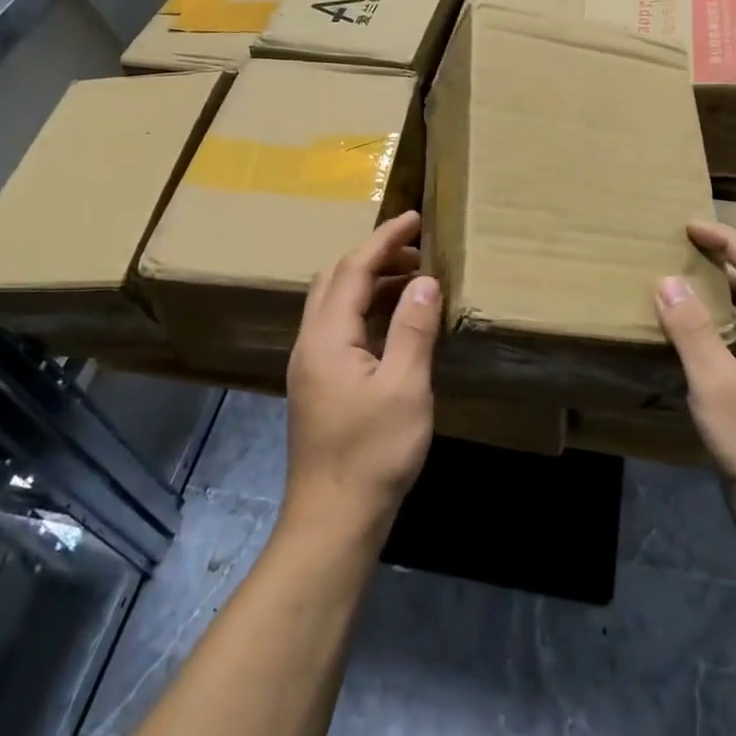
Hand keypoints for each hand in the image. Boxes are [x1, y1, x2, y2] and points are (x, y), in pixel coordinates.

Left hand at [284, 210, 440, 540]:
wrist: (334, 518)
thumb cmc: (373, 452)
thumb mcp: (405, 388)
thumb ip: (414, 328)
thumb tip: (425, 279)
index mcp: (326, 337)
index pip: (354, 268)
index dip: (384, 238)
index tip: (415, 217)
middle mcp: (310, 342)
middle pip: (336, 279)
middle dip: (375, 255)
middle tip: (417, 248)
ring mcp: (310, 365)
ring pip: (335, 303)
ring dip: (370, 282)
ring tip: (413, 278)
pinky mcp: (318, 384)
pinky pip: (339, 327)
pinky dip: (367, 309)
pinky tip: (394, 323)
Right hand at [655, 222, 735, 530]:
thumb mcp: (715, 381)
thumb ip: (691, 329)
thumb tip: (668, 280)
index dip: (726, 239)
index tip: (688, 227)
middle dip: (719, 261)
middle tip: (676, 252)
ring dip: (712, 295)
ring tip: (672, 289)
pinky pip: (733, 344)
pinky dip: (708, 329)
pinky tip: (681, 343)